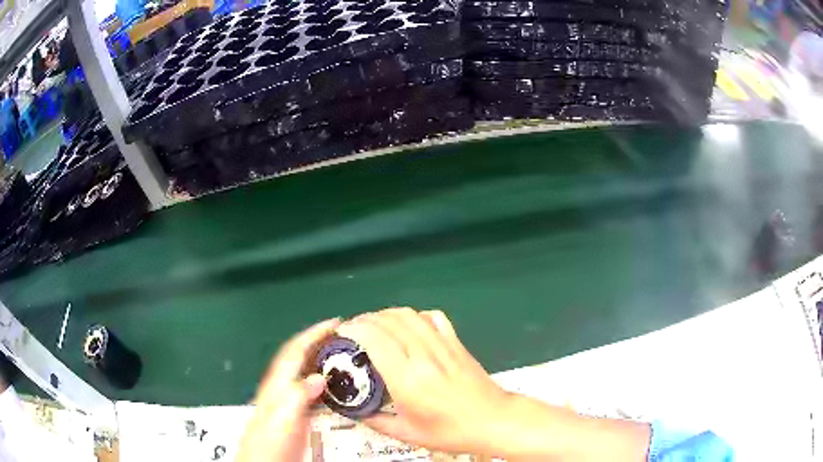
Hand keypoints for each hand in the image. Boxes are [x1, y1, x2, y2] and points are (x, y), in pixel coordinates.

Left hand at [237, 318, 339, 461]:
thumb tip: (319, 377)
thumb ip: (298, 395)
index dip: (314, 333)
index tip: (335, 323)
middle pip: (301, 357)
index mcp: (278, 383)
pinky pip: (314, 390)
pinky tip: (337, 388)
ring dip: (325, 360)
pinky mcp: (297, 414)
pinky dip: (326, 382)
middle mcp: (283, 387)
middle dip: (321, 342)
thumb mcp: (283, 418)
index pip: (296, 349)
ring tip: (346, 356)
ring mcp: (289, 401)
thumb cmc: (269, 441)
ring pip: (308, 372)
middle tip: (346, 337)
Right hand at [337, 308, 511, 454]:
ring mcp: (443, 346)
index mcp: (407, 380)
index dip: (354, 329)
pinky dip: (416, 316)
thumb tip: (356, 412)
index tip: (342, 332)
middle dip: (366, 319)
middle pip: (390, 321)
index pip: (375, 339)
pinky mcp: (457, 343)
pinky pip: (434, 318)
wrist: (493, 421)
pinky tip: (410, 326)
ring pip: (410, 315)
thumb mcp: (408, 434)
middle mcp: (424, 356)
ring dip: (387, 314)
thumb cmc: (450, 432)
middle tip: (354, 329)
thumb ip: (377, 421)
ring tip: (375, 324)